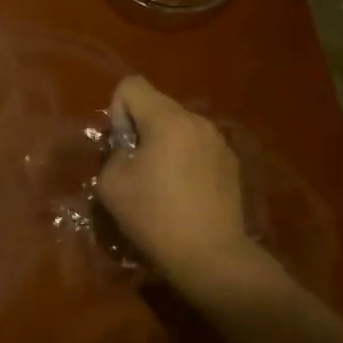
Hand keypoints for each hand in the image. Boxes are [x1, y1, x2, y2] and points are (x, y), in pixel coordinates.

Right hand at [97, 76, 292, 306]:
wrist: (212, 256)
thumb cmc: (155, 216)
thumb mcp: (112, 183)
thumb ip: (113, 153)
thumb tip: (128, 150)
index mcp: (167, 120)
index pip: (131, 85)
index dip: (117, 110)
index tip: (121, 146)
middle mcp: (197, 121)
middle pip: (157, 105)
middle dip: (140, 127)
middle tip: (135, 167)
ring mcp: (219, 142)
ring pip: (179, 127)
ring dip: (164, 144)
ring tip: (161, 182)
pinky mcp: (231, 164)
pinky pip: (197, 147)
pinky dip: (184, 159)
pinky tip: (184, 194)